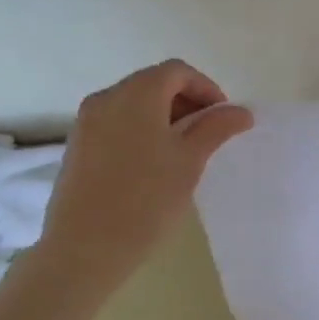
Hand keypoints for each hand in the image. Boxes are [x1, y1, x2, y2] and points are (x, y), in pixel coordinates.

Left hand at [37, 59, 252, 283]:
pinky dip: (140, 130)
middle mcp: (106, 98)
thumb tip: (241, 111)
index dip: (206, 88)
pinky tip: (153, 165)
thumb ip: (217, 128)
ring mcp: (86, 122)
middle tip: (208, 135)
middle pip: (153, 83)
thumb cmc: (146, 199)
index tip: (224, 118)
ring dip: (163, 117)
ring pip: (133, 104)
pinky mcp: (77, 146)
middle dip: (186, 102)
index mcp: (136, 94)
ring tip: (183, 152)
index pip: (177, 72)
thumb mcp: (191, 161)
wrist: (85, 248)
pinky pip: (116, 123)